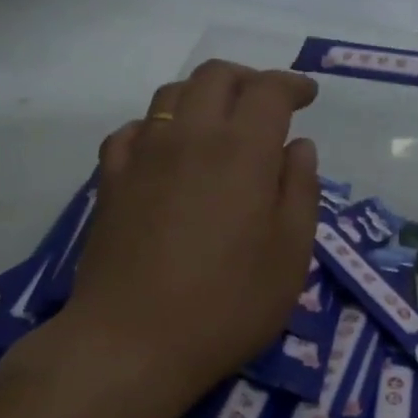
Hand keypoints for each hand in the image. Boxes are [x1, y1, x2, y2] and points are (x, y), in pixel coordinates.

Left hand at [59, 60, 320, 414]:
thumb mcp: (290, 254)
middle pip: (216, 76)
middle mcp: (190, 136)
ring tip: (219, 124)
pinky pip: (132, 131)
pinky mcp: (109, 180)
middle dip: (248, 79)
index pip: (269, 89)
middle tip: (267, 106)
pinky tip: (165, 151)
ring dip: (202, 96)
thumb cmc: (228, 304)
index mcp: (242, 150)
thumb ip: (300, 190)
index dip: (292, 84)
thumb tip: (298, 146)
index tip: (307, 96)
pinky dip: (157, 127)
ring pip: (171, 95)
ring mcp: (143, 154)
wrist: (132, 342)